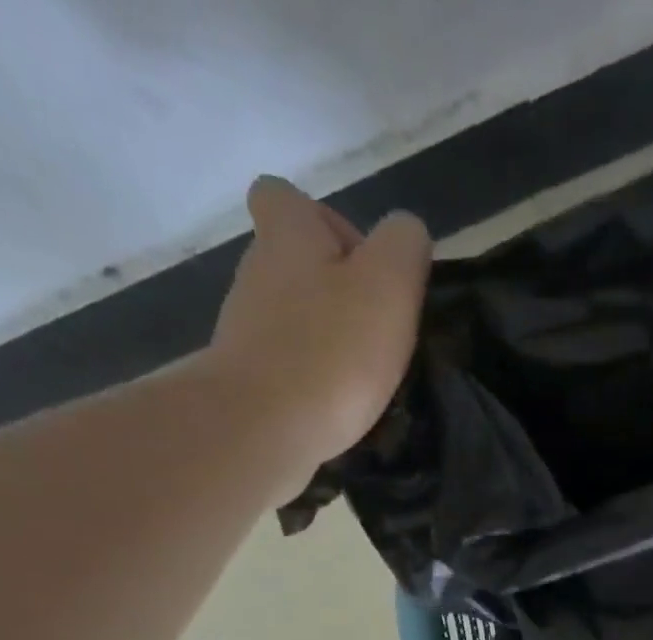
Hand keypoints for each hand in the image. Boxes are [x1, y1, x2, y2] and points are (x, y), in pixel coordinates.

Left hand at [208, 175, 430, 464]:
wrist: (264, 428)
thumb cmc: (333, 350)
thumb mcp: (389, 285)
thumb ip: (404, 246)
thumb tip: (405, 233)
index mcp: (288, 236)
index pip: (286, 197)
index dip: (326, 221)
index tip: (361, 264)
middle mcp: (257, 272)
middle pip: (295, 263)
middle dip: (336, 290)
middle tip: (377, 330)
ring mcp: (247, 329)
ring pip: (293, 318)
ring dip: (328, 338)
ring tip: (365, 376)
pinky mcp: (250, 379)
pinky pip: (289, 366)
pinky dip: (315, 378)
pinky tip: (341, 405)